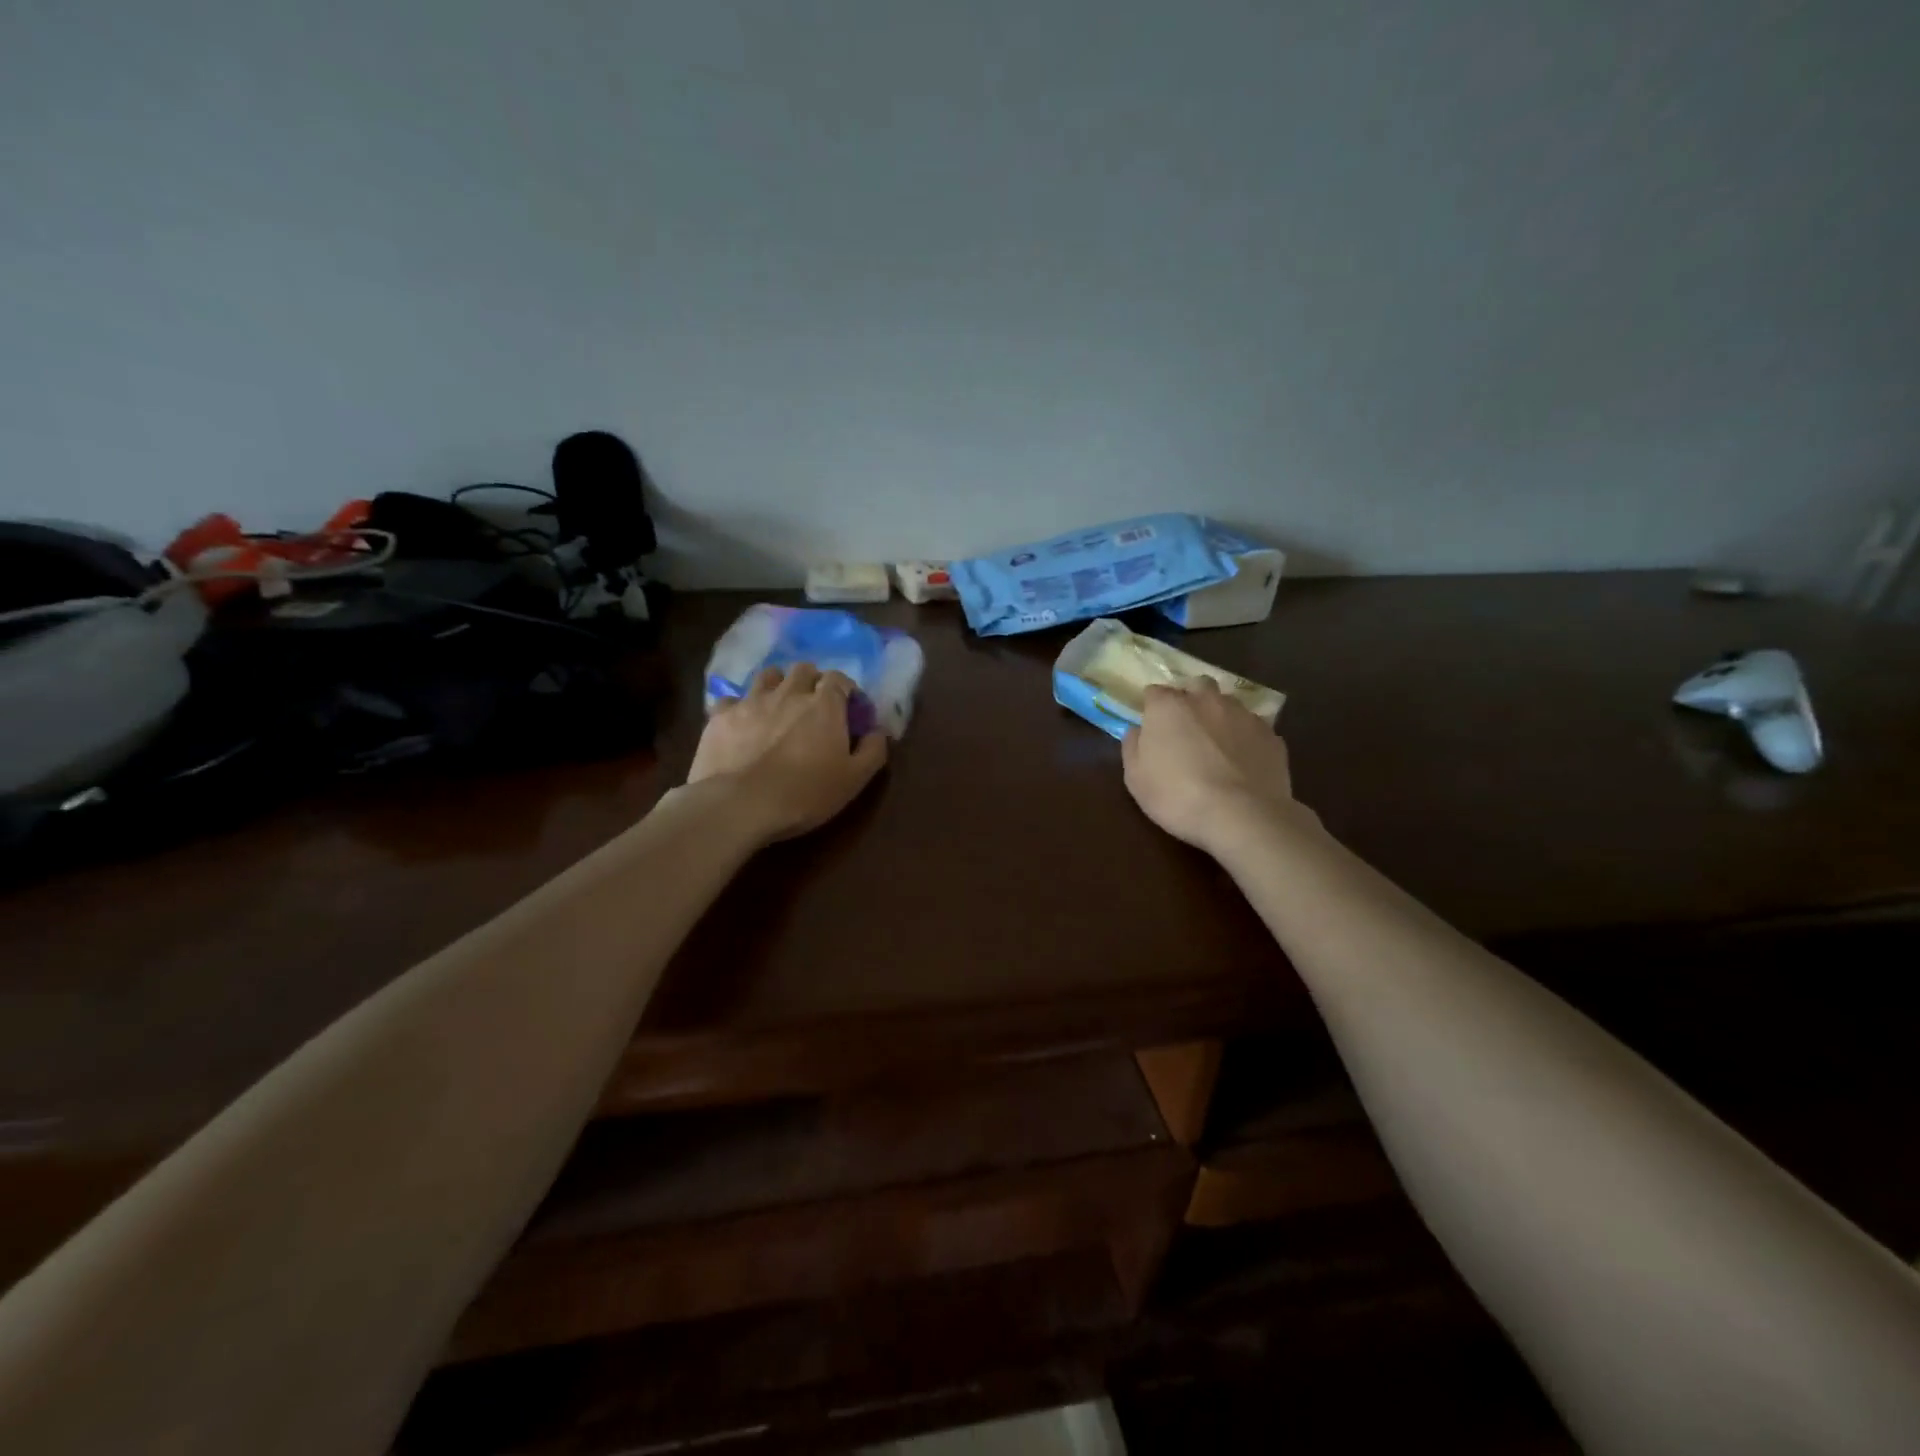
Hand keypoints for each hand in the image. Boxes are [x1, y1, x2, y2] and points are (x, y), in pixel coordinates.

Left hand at [688, 663, 888, 842]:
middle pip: (803, 669)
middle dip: (811, 681)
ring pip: (767, 675)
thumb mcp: (853, 780)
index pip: (839, 679)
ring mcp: (751, 701)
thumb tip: (878, 731)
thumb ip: (873, 751)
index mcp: (824, 705)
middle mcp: (788, 693)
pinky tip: (741, 724)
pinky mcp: (720, 716)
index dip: (845, 690)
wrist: (740, 805)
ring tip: (777, 706)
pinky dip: (739, 707)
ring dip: (776, 685)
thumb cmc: (805, 794)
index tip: (848, 708)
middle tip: (813, 705)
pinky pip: (731, 700)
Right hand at [1121, 681, 1303, 857]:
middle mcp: (1206, 700)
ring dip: (1219, 716)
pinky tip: (1243, 762)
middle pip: (1197, 686)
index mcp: (1169, 706)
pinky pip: (1253, 728)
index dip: (1152, 708)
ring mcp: (1243, 714)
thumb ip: (1132, 747)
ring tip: (1218, 745)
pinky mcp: (1271, 734)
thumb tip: (1137, 730)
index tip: (1152, 728)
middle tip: (1186, 729)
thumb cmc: (1177, 797)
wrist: (1242, 816)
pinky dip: (1245, 738)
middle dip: (1190, 700)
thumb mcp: (1136, 779)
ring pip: (1228, 703)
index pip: (1155, 692)